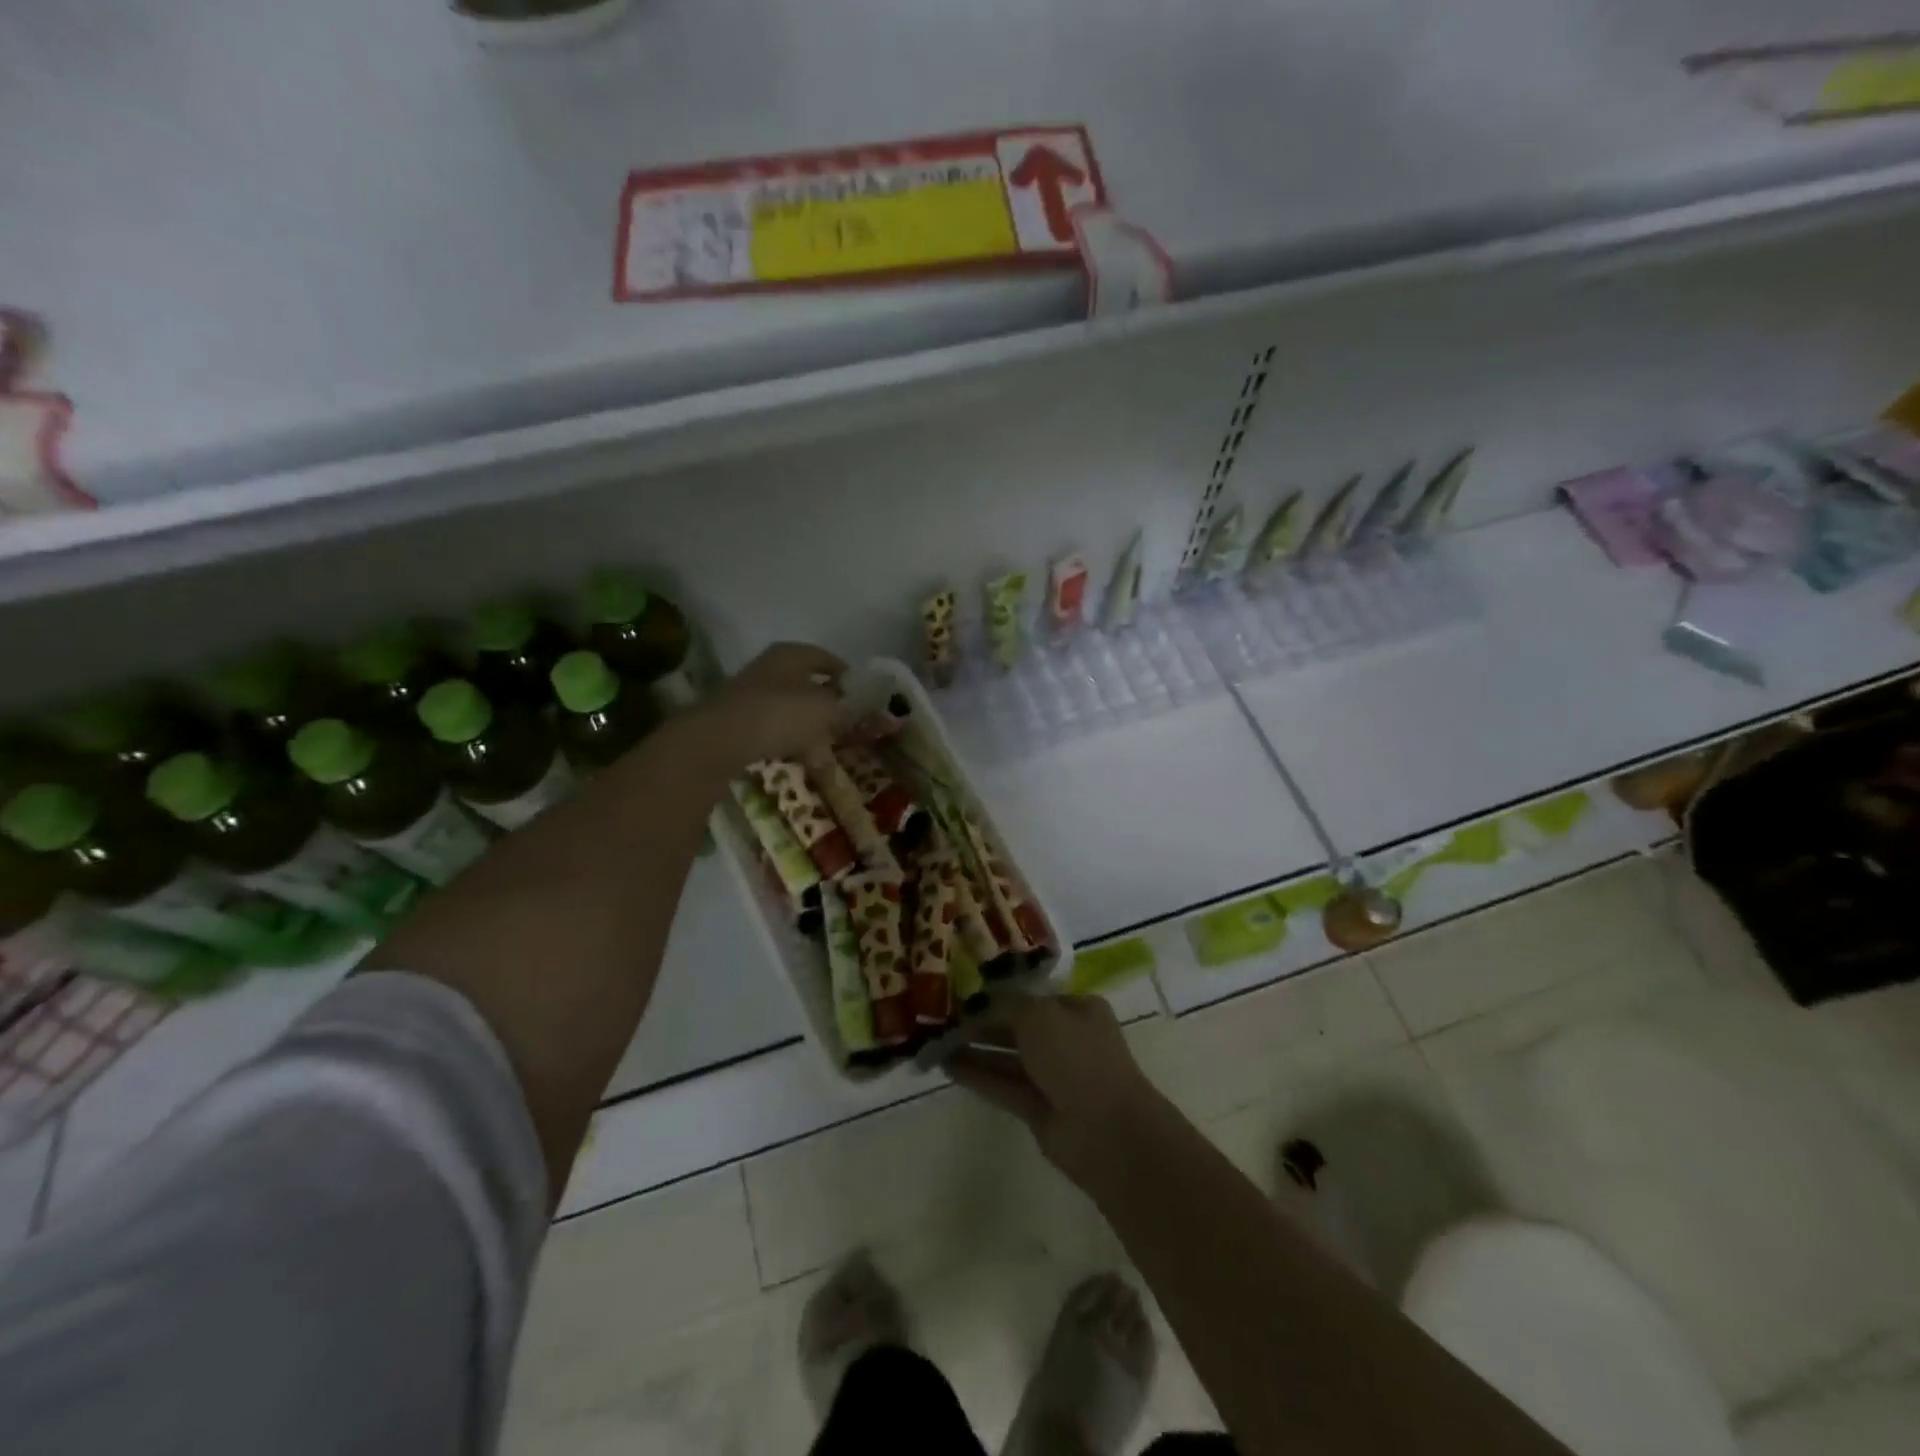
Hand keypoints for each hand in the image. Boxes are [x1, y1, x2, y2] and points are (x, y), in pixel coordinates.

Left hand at [705, 642, 846, 765]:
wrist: (721, 741)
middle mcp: (769, 669)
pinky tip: (802, 761)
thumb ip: (843, 707)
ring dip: (809, 728)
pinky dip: (790, 743)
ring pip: (790, 710)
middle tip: (847, 725)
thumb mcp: (825, 709)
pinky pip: (773, 731)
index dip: (845, 675)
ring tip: (827, 752)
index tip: (862, 694)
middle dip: (827, 705)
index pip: (825, 658)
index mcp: (791, 655)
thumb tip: (851, 708)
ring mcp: (751, 696)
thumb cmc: (781, 714)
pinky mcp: (739, 723)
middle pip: (806, 685)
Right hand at [947, 994, 1165, 1187]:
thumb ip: (1007, 1005)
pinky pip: (1003, 1085)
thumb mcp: (1039, 1015)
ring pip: (1007, 1057)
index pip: (1031, 996)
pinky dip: (978, 1076)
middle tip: (941, 1017)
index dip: (998, 993)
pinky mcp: (1039, 1109)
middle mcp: (1066, 1039)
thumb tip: (981, 1003)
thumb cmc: (1077, 1058)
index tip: (962, 991)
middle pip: (1017, 1026)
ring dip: (975, 1049)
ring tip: (935, 1041)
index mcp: (1077, 1009)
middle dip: (982, 1022)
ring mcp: (1053, 1076)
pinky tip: (947, 1067)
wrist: (1106, 1131)